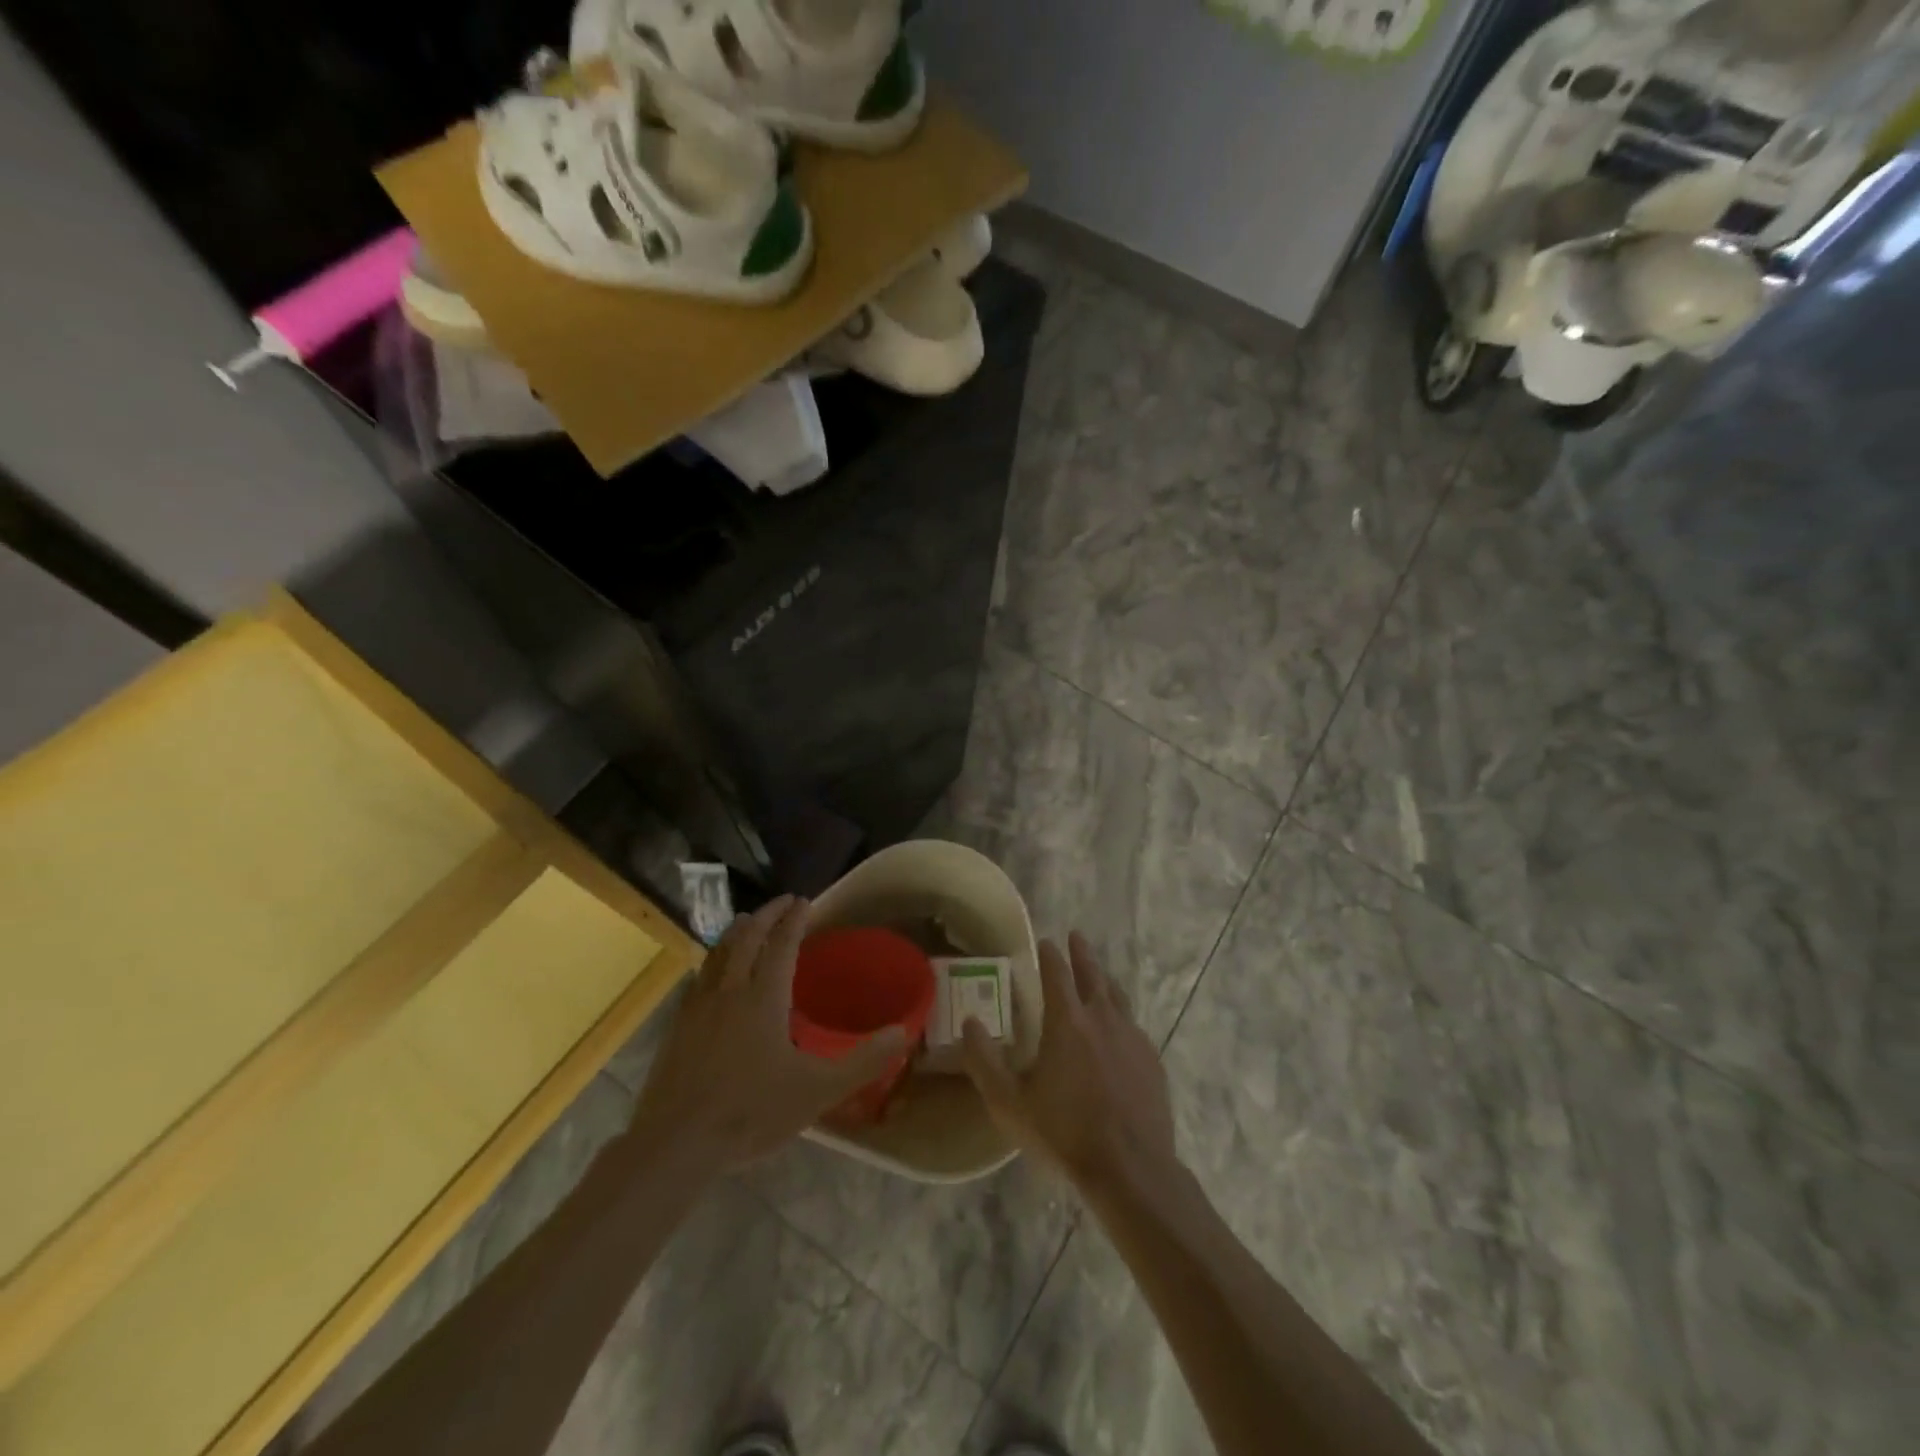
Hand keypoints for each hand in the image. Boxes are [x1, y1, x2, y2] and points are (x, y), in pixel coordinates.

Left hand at [629, 896, 905, 1174]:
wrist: (676, 1143)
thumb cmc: (752, 1112)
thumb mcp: (818, 1090)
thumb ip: (862, 1061)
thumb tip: (902, 1032)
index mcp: (764, 997)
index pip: (782, 944)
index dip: (794, 920)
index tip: (804, 901)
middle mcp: (730, 990)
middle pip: (747, 938)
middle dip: (766, 914)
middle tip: (782, 902)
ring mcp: (699, 1006)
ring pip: (719, 953)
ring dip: (737, 931)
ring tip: (747, 921)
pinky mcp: (677, 1026)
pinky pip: (699, 977)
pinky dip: (713, 960)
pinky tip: (712, 972)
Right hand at [961, 932, 1175, 1190]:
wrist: (1130, 1168)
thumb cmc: (1064, 1132)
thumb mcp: (1009, 1102)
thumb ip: (984, 1060)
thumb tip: (970, 1021)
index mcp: (1067, 1022)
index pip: (1057, 974)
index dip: (1050, 955)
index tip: (1046, 941)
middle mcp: (1102, 1018)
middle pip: (1092, 975)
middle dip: (1082, 953)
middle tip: (1076, 936)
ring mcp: (1132, 1037)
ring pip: (1117, 996)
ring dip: (1104, 980)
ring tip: (1099, 974)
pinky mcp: (1151, 1060)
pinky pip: (1133, 1025)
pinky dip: (1121, 1015)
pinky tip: (1119, 1028)